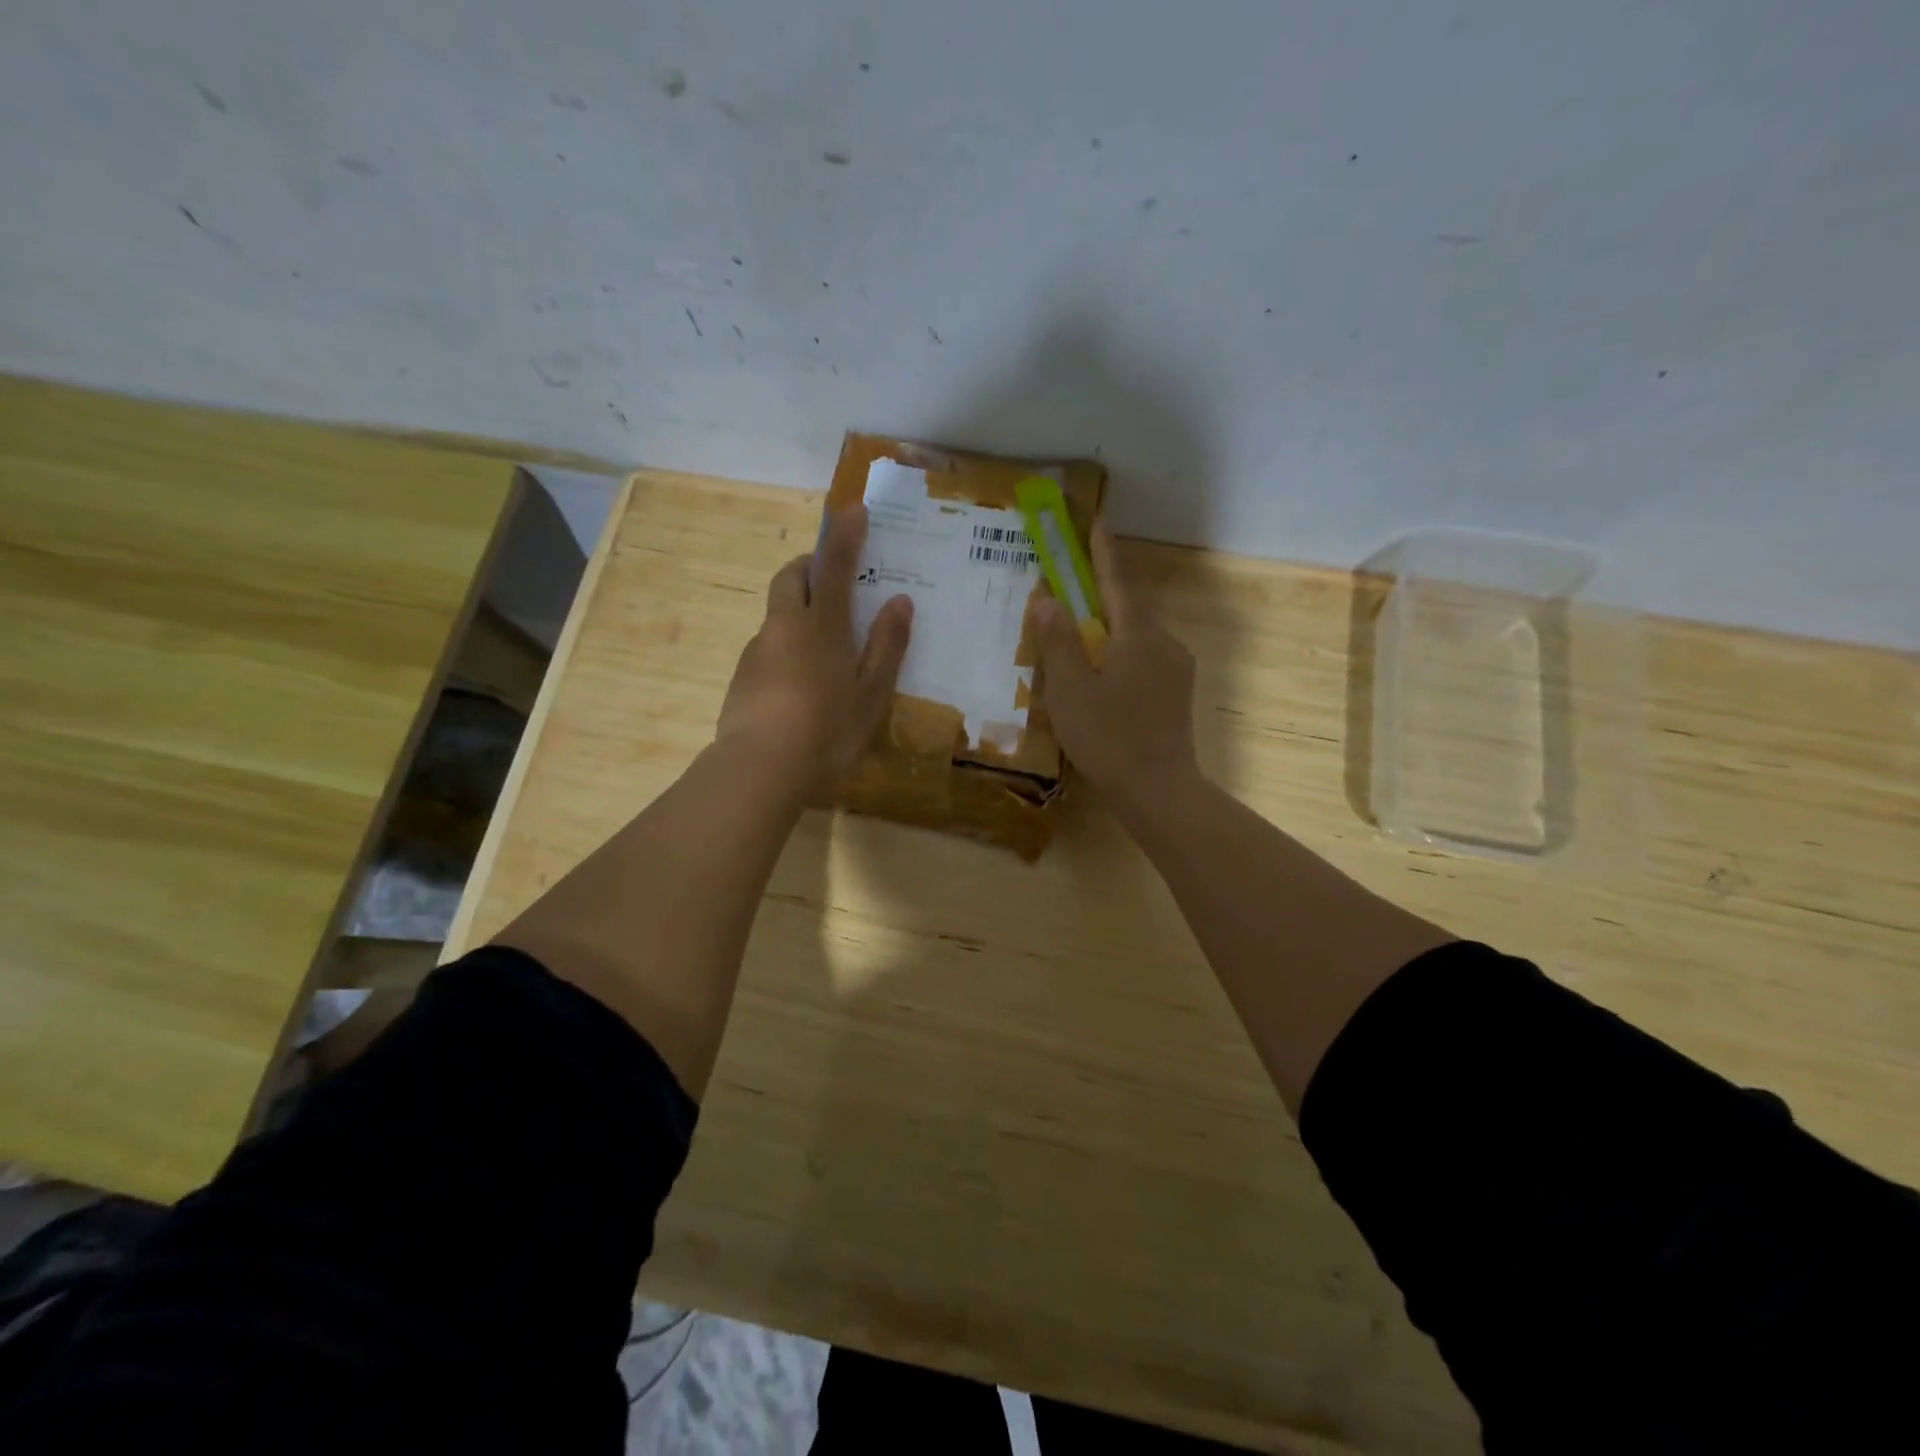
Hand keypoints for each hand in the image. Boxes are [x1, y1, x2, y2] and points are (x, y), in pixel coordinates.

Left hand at [715, 504, 912, 801]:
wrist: (758, 771)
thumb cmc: (827, 731)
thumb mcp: (871, 693)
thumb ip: (887, 645)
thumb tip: (899, 600)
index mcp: (821, 625)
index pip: (834, 565)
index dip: (844, 535)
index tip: (852, 509)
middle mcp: (784, 627)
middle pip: (790, 577)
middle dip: (809, 564)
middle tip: (832, 576)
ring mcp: (757, 651)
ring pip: (777, 614)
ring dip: (798, 609)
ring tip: (824, 645)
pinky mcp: (741, 678)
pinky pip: (768, 646)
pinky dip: (786, 646)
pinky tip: (800, 684)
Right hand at [1031, 522, 1199, 809]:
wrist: (1159, 790)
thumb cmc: (1109, 737)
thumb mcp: (1070, 689)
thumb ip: (1057, 641)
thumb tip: (1047, 600)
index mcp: (1138, 634)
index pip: (1116, 580)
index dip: (1102, 550)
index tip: (1095, 521)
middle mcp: (1164, 642)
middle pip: (1127, 608)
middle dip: (1098, 596)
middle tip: (1068, 593)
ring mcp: (1176, 668)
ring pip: (1136, 637)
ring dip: (1108, 631)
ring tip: (1076, 646)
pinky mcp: (1177, 693)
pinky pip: (1144, 660)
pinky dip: (1119, 655)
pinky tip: (1101, 680)